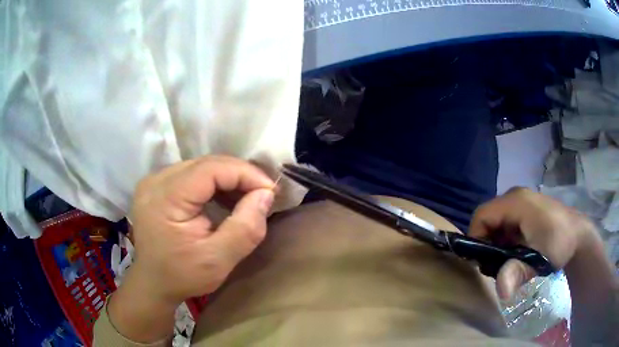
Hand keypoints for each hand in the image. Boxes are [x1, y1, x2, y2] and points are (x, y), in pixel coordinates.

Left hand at [107, 156, 274, 341]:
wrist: (153, 283)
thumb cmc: (182, 276)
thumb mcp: (218, 260)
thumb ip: (245, 228)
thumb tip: (266, 195)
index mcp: (165, 197)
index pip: (211, 168)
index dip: (245, 173)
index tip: (270, 190)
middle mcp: (155, 180)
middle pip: (205, 163)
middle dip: (239, 174)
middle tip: (263, 193)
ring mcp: (153, 181)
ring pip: (200, 166)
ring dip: (227, 178)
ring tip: (247, 196)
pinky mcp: (156, 186)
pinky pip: (191, 175)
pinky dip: (213, 183)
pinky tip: (224, 198)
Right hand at [469, 187, 596, 299]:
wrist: (579, 236)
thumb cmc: (560, 243)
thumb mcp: (540, 259)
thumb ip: (519, 272)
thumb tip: (500, 292)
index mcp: (516, 202)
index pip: (481, 216)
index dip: (475, 239)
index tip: (481, 263)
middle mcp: (516, 197)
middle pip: (488, 219)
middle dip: (486, 244)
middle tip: (495, 266)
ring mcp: (522, 202)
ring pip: (497, 222)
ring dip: (496, 244)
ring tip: (507, 261)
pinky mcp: (527, 210)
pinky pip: (507, 223)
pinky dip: (505, 240)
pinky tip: (516, 253)